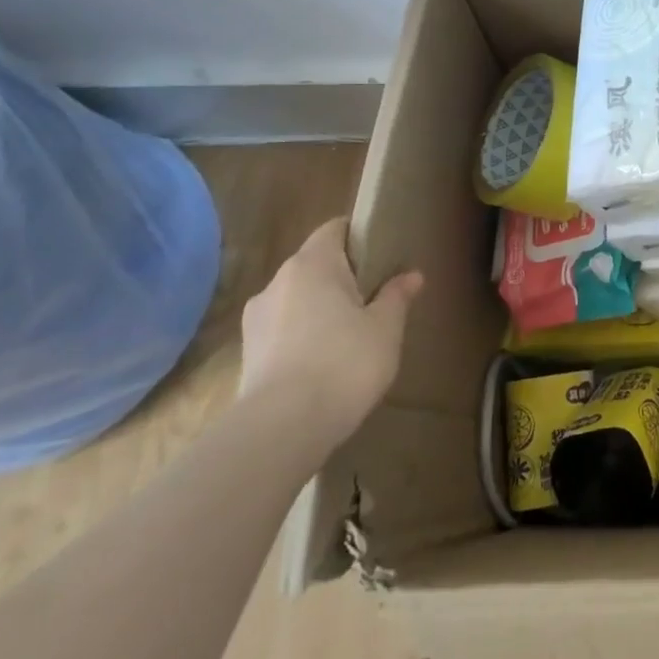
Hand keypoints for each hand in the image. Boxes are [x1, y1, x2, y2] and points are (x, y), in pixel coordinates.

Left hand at [239, 219, 422, 444]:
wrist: (281, 428)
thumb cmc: (344, 362)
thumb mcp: (386, 327)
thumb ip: (396, 296)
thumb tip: (411, 276)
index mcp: (312, 264)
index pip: (334, 229)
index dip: (359, 235)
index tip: (383, 252)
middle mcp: (277, 283)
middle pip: (314, 264)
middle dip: (342, 276)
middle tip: (375, 296)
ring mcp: (256, 320)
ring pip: (297, 299)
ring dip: (320, 308)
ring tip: (351, 334)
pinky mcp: (248, 354)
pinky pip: (284, 330)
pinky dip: (304, 336)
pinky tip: (325, 361)